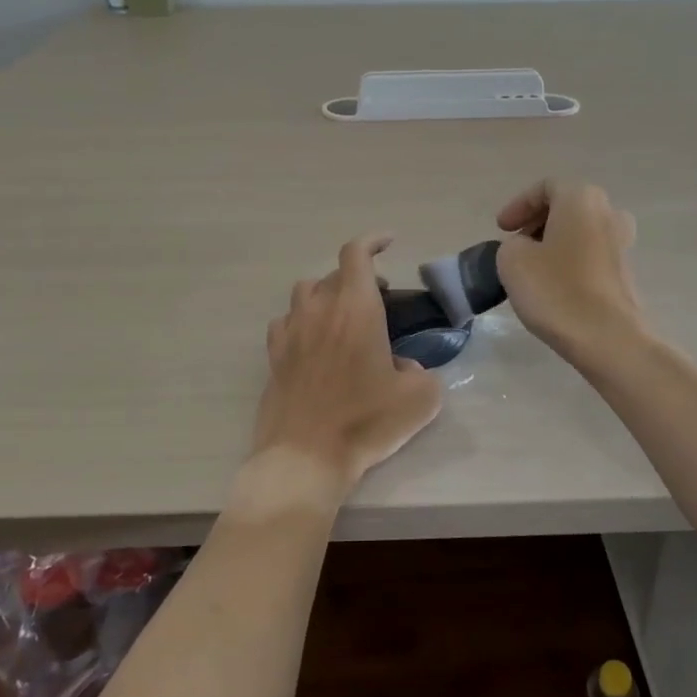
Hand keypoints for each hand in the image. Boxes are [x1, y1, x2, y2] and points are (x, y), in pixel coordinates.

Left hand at [250, 235, 443, 497]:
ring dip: (327, 294)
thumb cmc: (365, 421)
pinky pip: (286, 321)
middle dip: (358, 276)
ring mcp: (291, 331)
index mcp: (356, 309)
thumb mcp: (420, 399)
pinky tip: (313, 341)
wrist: (305, 455)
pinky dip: (302, 320)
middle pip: (334, 273)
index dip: (372, 241)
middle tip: (379, 297)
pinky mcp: (274, 355)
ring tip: (343, 317)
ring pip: (306, 292)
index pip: (356, 254)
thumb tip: (405, 367)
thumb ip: (422, 372)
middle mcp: (319, 310)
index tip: (388, 242)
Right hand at [495, 180, 643, 365]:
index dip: (518, 205)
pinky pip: (590, 255)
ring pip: (580, 231)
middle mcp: (608, 212)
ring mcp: (623, 243)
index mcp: (581, 199)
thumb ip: (512, 244)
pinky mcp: (625, 272)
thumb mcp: (512, 260)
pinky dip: (569, 261)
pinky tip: (553, 285)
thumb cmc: (556, 291)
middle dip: (537, 222)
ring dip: (553, 243)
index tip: (501, 229)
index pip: (545, 188)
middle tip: (514, 244)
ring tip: (531, 267)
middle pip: (566, 207)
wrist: (607, 338)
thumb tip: (527, 249)